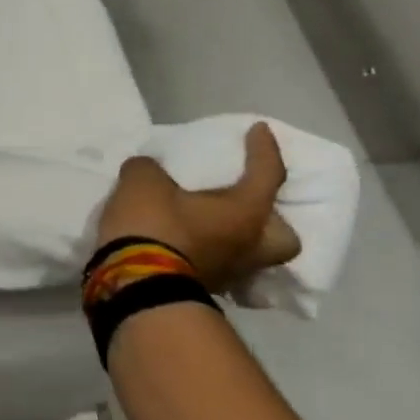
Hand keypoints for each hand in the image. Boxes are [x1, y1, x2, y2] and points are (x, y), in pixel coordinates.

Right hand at [96, 122, 300, 294]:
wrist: (135, 286)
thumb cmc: (154, 228)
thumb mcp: (142, 182)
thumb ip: (149, 169)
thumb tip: (148, 169)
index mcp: (246, 213)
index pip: (267, 173)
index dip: (264, 148)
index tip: (259, 130)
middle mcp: (248, 247)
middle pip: (284, 238)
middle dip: (273, 222)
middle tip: (246, 206)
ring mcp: (228, 274)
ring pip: (250, 256)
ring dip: (236, 240)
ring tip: (210, 226)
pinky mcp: (202, 289)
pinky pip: (216, 267)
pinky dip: (206, 254)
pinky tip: (185, 245)